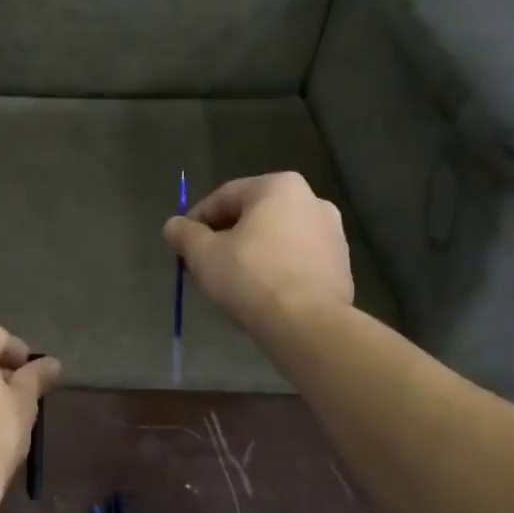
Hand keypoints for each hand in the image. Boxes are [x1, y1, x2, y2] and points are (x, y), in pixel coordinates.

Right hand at [164, 172, 353, 334]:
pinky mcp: (340, 264)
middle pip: (252, 216)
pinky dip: (275, 268)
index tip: (182, 247)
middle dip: (224, 238)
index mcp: (278, 187)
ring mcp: (331, 233)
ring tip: (230, 282)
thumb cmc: (251, 278)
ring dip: (250, 253)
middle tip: (203, 265)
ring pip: (275, 238)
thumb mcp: (203, 254)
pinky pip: (295, 259)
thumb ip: (184, 234)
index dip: (196, 221)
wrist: (308, 325)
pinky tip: (260, 293)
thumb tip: (173, 226)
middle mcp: (311, 200)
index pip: (224, 197)